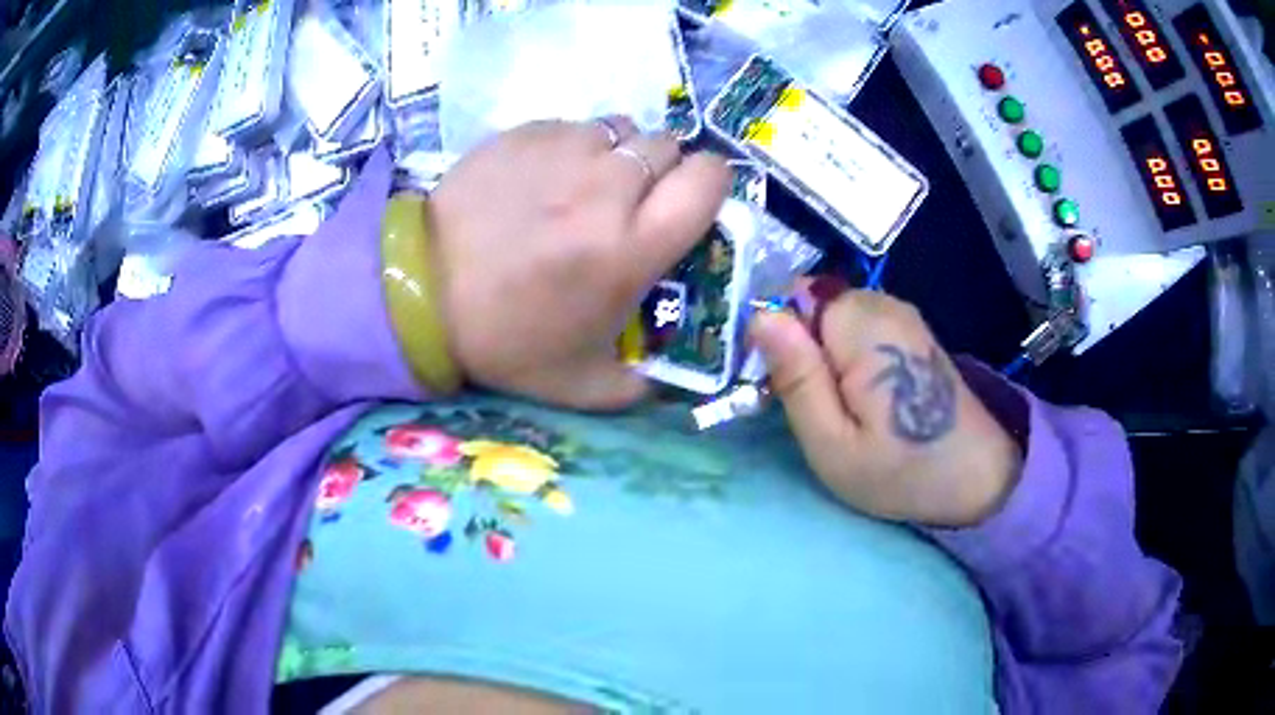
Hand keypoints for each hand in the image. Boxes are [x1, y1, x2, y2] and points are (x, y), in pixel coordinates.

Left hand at [429, 119, 729, 409]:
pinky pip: (572, 126)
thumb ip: (644, 385)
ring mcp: (561, 151)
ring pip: (622, 128)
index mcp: (631, 247)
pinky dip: (572, 147)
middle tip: (632, 201)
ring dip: (617, 154)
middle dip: (663, 169)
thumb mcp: (584, 385)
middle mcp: (606, 187)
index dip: (711, 185)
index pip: (709, 180)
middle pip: (669, 145)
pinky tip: (543, 178)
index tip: (691, 203)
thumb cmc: (504, 340)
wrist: (419, 293)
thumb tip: (672, 376)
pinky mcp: (523, 134)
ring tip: (585, 185)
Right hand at [750, 288, 1022, 526]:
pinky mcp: (909, 328)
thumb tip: (760, 317)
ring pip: (832, 316)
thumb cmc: (901, 471)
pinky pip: (857, 327)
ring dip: (824, 355)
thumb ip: (796, 378)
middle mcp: (882, 304)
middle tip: (814, 408)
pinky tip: (865, 396)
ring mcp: (900, 313)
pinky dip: (847, 355)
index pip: (790, 300)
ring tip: (842, 407)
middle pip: (812, 305)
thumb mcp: (832, 443)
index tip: (780, 388)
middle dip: (801, 348)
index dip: (777, 340)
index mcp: (861, 327)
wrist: (976, 476)